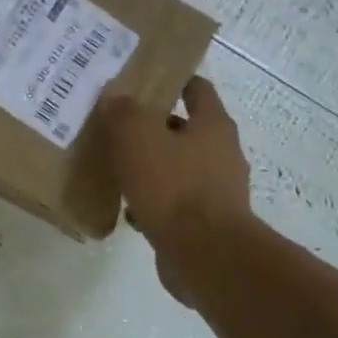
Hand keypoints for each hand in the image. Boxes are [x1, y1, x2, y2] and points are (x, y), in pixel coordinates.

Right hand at [99, 78, 253, 300]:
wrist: (205, 255)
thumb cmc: (175, 188)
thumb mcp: (138, 139)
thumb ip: (124, 113)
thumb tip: (115, 96)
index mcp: (213, 126)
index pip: (197, 89)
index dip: (173, 82)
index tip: (145, 83)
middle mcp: (222, 154)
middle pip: (187, 132)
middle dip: (156, 130)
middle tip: (120, 130)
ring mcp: (218, 192)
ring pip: (180, 171)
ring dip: (154, 170)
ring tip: (120, 172)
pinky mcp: (207, 225)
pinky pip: (176, 206)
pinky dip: (155, 204)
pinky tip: (130, 212)